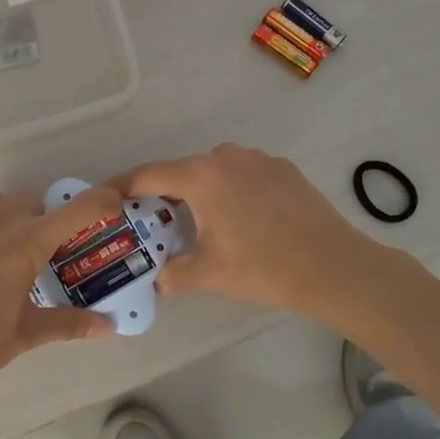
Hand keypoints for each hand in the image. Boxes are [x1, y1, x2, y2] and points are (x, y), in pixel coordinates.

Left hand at [0, 186, 124, 414]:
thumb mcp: (24, 335)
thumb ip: (68, 324)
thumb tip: (107, 327)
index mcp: (24, 242)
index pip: (75, 209)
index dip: (101, 202)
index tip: (116, 206)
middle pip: (36, 202)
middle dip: (53, 219)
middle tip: (59, 253)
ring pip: (4, 207)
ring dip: (21, 220)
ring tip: (23, 259)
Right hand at [109, 144, 388, 324]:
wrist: (333, 266)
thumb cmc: (262, 266)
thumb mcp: (209, 273)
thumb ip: (173, 273)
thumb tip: (157, 281)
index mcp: (200, 175)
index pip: (147, 175)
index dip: (122, 187)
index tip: (106, 197)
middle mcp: (225, 157)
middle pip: (182, 172)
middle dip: (164, 195)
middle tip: (154, 223)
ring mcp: (258, 159)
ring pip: (215, 172)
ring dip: (202, 194)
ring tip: (201, 225)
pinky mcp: (283, 169)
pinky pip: (244, 176)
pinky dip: (232, 192)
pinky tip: (243, 221)